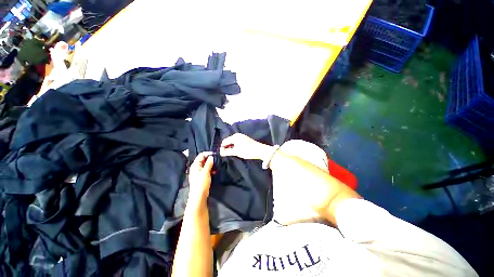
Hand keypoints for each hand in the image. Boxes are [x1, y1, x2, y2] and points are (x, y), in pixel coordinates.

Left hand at [187, 152, 213, 206]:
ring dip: (211, 164)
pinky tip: (215, 171)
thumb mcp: (206, 172)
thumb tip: (211, 156)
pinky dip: (211, 169)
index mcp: (195, 165)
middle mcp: (196, 167)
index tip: (215, 154)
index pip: (201, 155)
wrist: (199, 196)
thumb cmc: (201, 183)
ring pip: (206, 165)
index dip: (208, 154)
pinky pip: (206, 170)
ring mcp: (199, 172)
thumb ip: (209, 163)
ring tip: (217, 165)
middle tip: (217, 159)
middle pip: (203, 159)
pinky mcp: (202, 176)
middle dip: (210, 159)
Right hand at [220, 133, 271, 160]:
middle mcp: (238, 135)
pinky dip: (235, 147)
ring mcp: (242, 137)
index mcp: (234, 137)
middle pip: (228, 141)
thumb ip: (227, 152)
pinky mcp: (245, 140)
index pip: (224, 141)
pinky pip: (237, 143)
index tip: (222, 155)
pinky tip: (236, 151)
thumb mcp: (236, 152)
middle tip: (226, 155)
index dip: (222, 148)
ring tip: (231, 154)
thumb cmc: (247, 151)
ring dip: (231, 148)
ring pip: (233, 142)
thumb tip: (221, 152)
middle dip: (226, 148)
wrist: (260, 150)